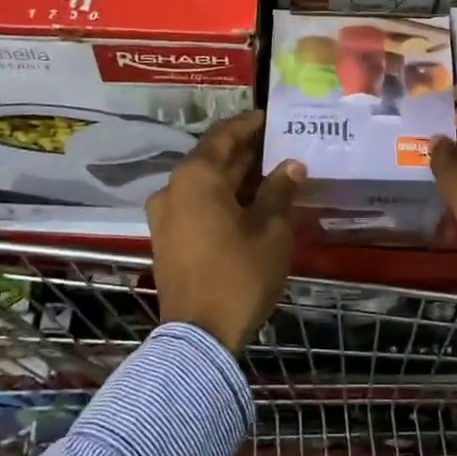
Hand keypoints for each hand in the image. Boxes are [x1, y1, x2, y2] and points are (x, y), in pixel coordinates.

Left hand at [147, 110, 302, 353]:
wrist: (198, 337)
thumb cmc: (239, 275)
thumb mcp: (271, 230)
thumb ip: (280, 191)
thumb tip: (291, 165)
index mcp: (196, 177)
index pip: (225, 135)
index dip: (251, 124)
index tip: (274, 118)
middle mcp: (173, 188)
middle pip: (213, 158)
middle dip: (247, 152)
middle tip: (281, 146)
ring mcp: (165, 215)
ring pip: (205, 183)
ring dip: (236, 177)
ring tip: (272, 175)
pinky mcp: (166, 238)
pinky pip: (196, 205)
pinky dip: (222, 198)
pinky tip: (251, 205)